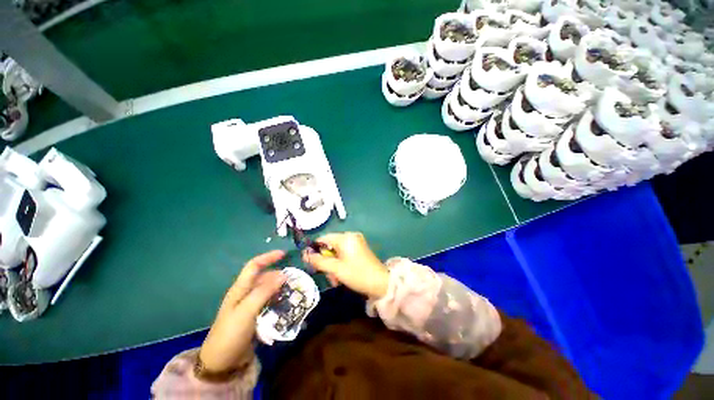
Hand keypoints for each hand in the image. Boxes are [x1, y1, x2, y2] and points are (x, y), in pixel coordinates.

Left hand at [199, 250, 286, 373]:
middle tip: (295, 277)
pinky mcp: (255, 316)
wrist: (221, 363)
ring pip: (268, 290)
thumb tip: (283, 274)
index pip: (254, 265)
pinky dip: (279, 299)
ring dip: (280, 287)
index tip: (284, 254)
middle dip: (279, 274)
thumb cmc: (231, 334)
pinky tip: (288, 303)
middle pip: (264, 277)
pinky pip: (270, 302)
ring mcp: (250, 306)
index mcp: (240, 289)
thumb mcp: (247, 311)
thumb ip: (264, 291)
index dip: (268, 257)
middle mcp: (245, 294)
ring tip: (295, 289)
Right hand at [303, 232, 388, 297]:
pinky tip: (341, 276)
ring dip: (333, 265)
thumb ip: (319, 261)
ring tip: (336, 280)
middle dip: (327, 261)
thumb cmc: (357, 274)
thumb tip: (304, 254)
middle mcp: (351, 236)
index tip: (312, 264)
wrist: (381, 283)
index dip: (315, 250)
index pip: (323, 239)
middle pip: (330, 246)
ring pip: (336, 252)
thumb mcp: (335, 269)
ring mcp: (356, 242)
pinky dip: (340, 263)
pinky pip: (344, 254)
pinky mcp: (359, 249)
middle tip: (328, 275)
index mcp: (345, 237)